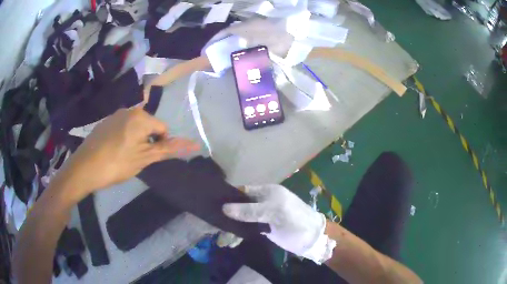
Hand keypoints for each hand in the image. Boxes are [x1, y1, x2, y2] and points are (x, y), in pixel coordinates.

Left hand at [59, 107, 199, 198]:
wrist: (84, 167)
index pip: (162, 128)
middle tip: (137, 159)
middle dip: (147, 140)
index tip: (148, 158)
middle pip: (148, 125)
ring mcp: (115, 114)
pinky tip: (114, 151)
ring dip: (135, 139)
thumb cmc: (117, 164)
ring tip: (124, 156)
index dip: (160, 144)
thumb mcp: (144, 158)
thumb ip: (167, 149)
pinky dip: (123, 137)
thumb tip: (194, 144)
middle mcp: (129, 110)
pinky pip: (122, 127)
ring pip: (134, 126)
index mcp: (141, 117)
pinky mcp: (105, 121)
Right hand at [222, 184, 335, 263]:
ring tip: (220, 237)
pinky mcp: (264, 228)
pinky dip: (238, 235)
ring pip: (242, 218)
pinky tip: (229, 242)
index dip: (229, 196)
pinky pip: (247, 229)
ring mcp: (263, 216)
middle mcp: (263, 202)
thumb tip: (224, 208)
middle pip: (240, 205)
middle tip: (212, 222)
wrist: (311, 238)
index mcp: (266, 192)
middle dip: (227, 214)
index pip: (243, 191)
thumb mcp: (274, 212)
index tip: (212, 202)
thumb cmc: (295, 219)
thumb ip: (250, 210)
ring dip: (231, 226)